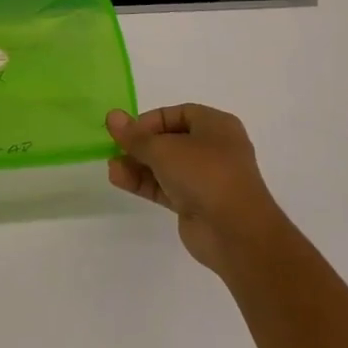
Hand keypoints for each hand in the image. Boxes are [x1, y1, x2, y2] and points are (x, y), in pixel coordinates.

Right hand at [106, 104, 288, 275]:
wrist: (236, 233)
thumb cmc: (205, 174)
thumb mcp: (164, 149)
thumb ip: (135, 136)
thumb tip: (112, 116)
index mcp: (216, 126)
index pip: (177, 114)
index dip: (150, 120)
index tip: (127, 131)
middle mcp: (213, 148)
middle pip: (170, 140)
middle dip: (141, 145)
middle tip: (114, 148)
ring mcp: (206, 178)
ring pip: (166, 166)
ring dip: (138, 165)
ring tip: (112, 168)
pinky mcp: (196, 203)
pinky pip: (166, 187)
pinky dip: (145, 183)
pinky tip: (119, 180)